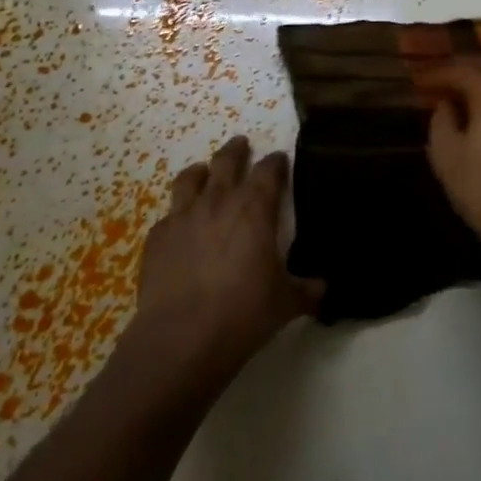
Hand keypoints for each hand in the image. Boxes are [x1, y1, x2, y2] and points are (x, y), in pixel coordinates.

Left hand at [131, 136, 322, 374]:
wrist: (182, 336)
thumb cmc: (244, 313)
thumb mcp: (286, 303)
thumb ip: (306, 290)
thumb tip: (323, 289)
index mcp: (254, 209)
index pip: (269, 171)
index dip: (276, 162)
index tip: (280, 159)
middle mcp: (218, 202)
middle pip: (226, 161)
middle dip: (236, 150)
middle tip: (241, 144)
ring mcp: (183, 217)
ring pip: (189, 179)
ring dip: (200, 171)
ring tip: (204, 172)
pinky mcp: (157, 237)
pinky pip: (169, 215)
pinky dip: (178, 213)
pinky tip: (181, 226)